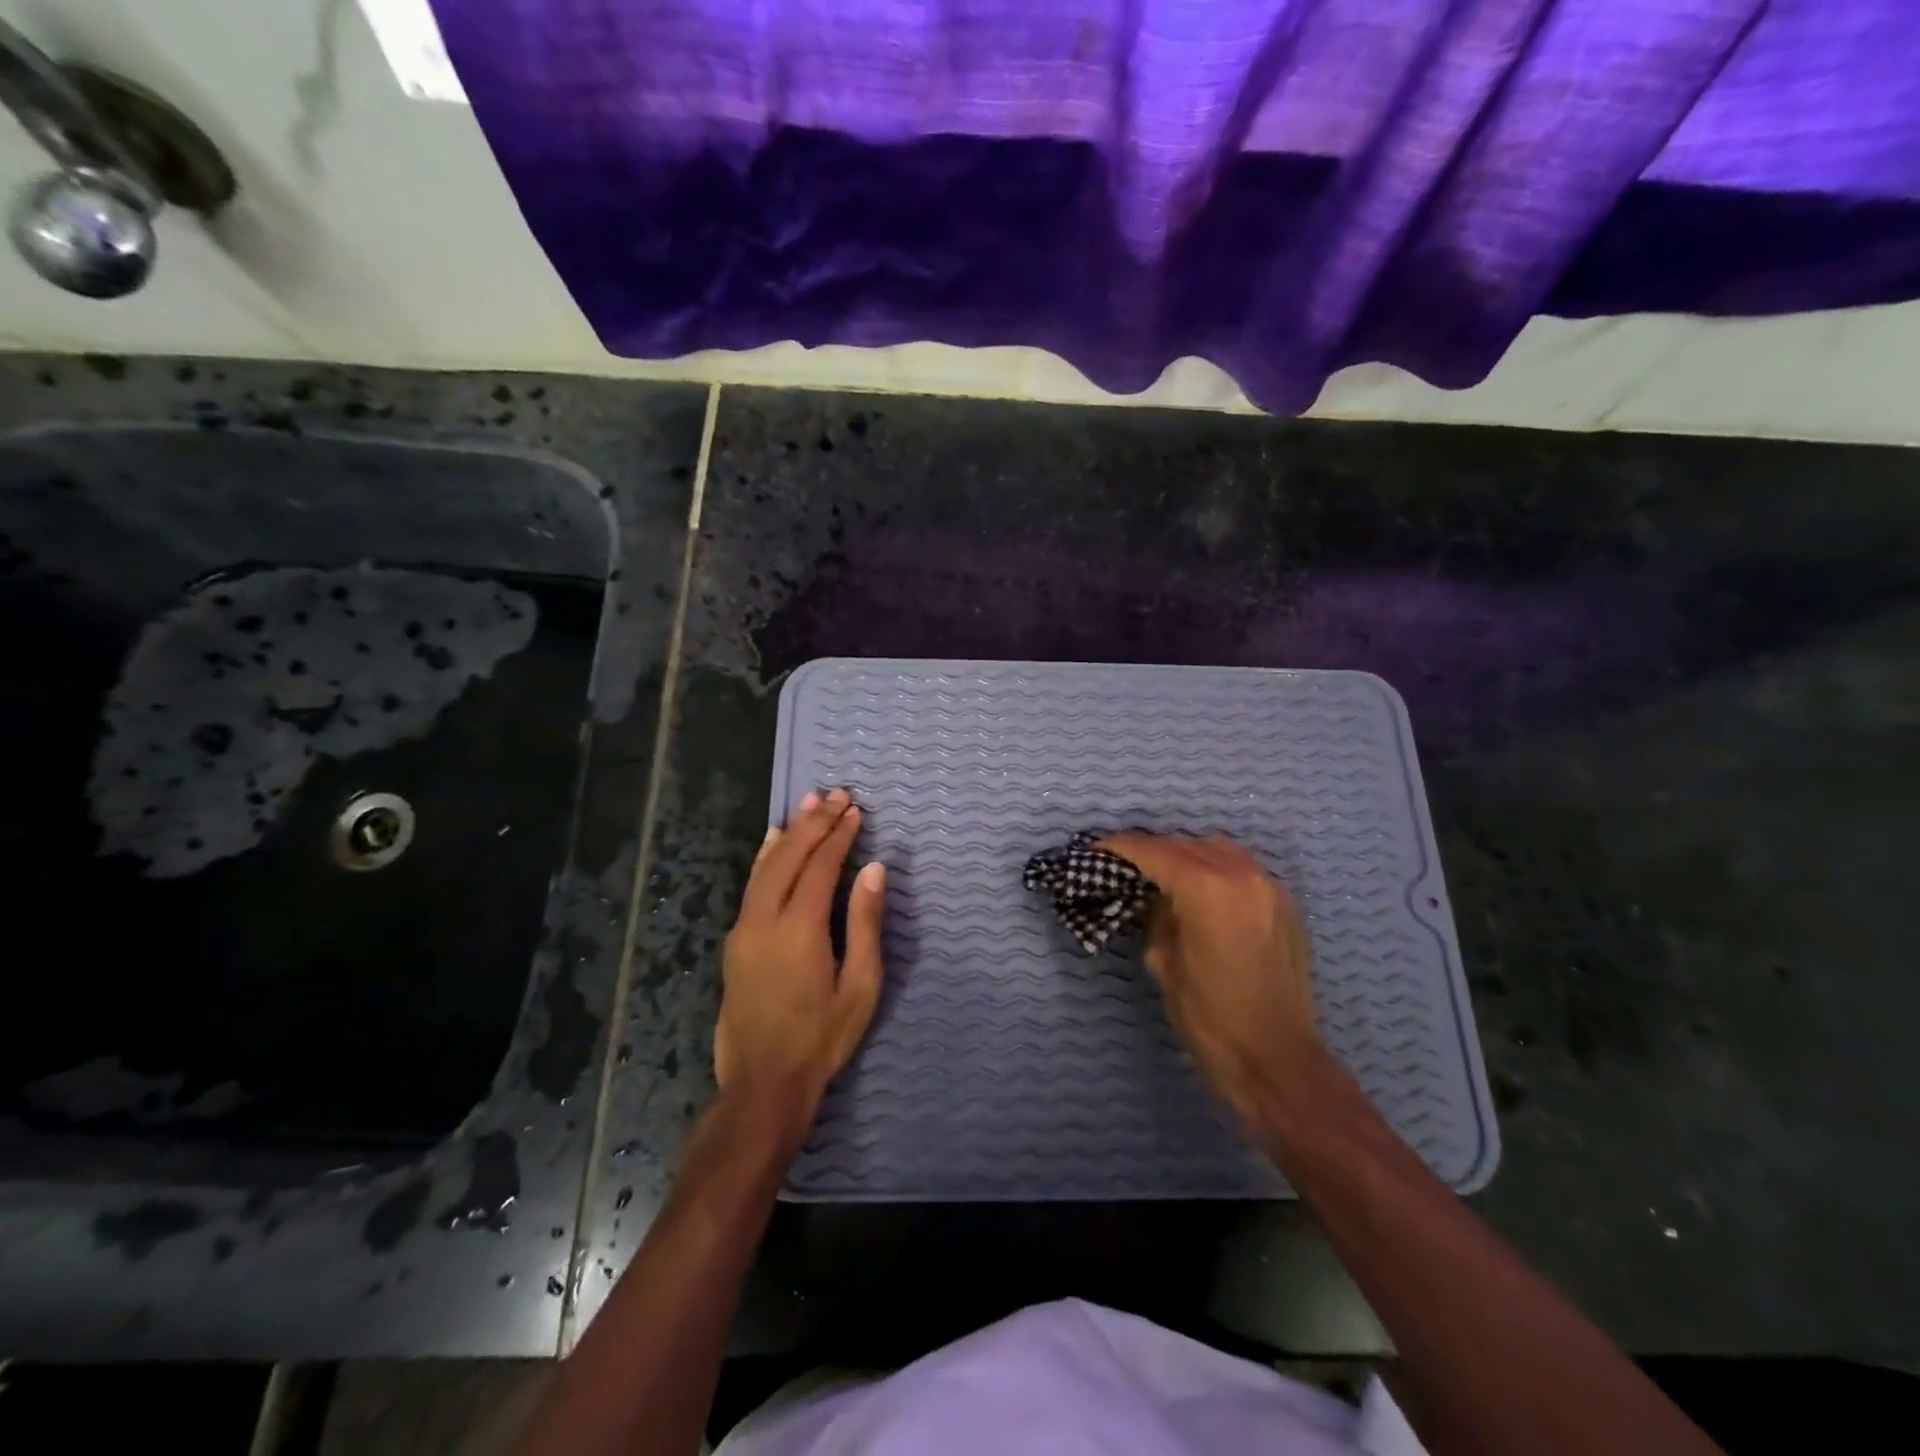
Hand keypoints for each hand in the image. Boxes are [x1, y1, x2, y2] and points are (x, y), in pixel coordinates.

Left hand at [716, 789, 886, 1136]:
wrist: (763, 1084)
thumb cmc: (822, 1038)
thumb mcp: (860, 986)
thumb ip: (865, 923)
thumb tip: (875, 869)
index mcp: (800, 929)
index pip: (821, 865)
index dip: (839, 835)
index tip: (855, 810)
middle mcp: (765, 919)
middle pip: (789, 856)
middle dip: (814, 822)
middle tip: (835, 794)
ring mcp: (743, 929)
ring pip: (765, 866)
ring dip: (789, 833)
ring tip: (807, 804)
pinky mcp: (734, 941)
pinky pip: (751, 885)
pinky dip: (765, 857)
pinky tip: (773, 842)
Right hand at [1097, 833, 1316, 1125]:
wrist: (1278, 1060)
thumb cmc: (1210, 1019)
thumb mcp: (1164, 965)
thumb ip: (1157, 918)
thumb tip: (1154, 899)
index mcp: (1207, 890)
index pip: (1155, 852)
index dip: (1121, 847)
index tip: (1097, 847)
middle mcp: (1241, 875)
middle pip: (1186, 845)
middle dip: (1153, 850)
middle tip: (1124, 864)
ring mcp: (1269, 887)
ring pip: (1217, 849)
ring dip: (1187, 854)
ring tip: (1163, 874)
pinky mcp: (1286, 904)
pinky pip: (1242, 868)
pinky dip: (1216, 869)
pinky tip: (1202, 892)